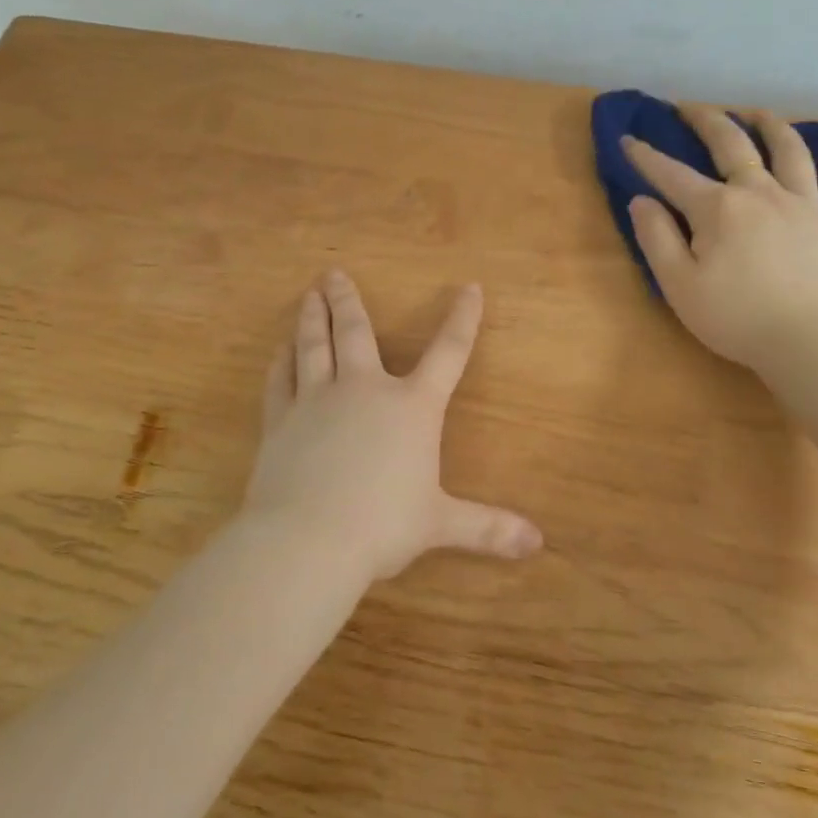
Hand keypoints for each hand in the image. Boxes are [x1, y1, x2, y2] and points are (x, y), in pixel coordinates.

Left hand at [246, 270, 543, 580]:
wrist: (307, 540)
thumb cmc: (383, 527)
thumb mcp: (441, 525)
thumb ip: (488, 528)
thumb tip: (538, 544)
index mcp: (412, 407)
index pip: (448, 352)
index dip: (463, 318)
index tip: (470, 288)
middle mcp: (364, 390)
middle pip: (356, 332)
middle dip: (348, 300)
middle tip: (334, 273)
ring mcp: (317, 400)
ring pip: (314, 345)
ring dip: (313, 317)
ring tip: (310, 293)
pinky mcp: (280, 420)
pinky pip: (280, 379)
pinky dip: (281, 361)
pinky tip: (280, 349)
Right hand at [624, 105, 817, 375]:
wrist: (811, 343)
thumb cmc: (735, 318)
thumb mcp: (679, 285)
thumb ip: (656, 238)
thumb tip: (641, 200)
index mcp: (717, 208)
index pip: (672, 175)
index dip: (646, 157)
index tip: (628, 139)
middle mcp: (760, 192)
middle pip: (732, 145)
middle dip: (707, 121)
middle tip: (690, 107)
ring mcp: (804, 203)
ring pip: (788, 150)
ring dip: (769, 125)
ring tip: (756, 113)